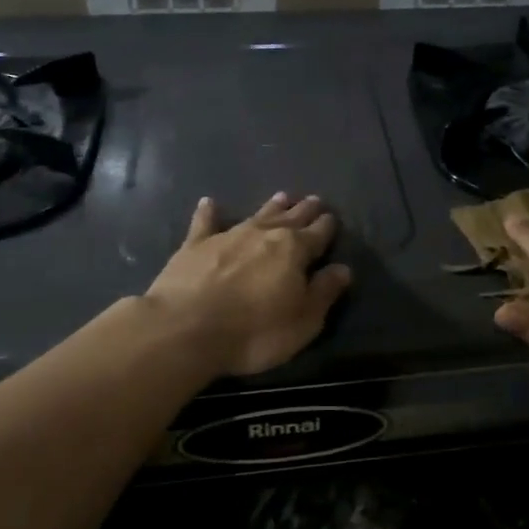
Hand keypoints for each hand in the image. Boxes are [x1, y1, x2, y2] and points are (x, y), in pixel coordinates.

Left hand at [145, 193, 351, 376]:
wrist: (185, 329)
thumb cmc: (254, 331)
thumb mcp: (303, 321)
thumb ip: (324, 292)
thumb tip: (343, 269)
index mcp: (294, 250)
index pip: (318, 234)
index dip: (327, 226)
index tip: (332, 218)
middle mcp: (264, 234)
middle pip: (290, 218)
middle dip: (304, 210)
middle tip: (314, 200)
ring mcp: (228, 236)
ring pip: (256, 215)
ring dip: (271, 207)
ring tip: (282, 196)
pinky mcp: (195, 245)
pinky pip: (205, 222)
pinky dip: (209, 212)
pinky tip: (209, 202)